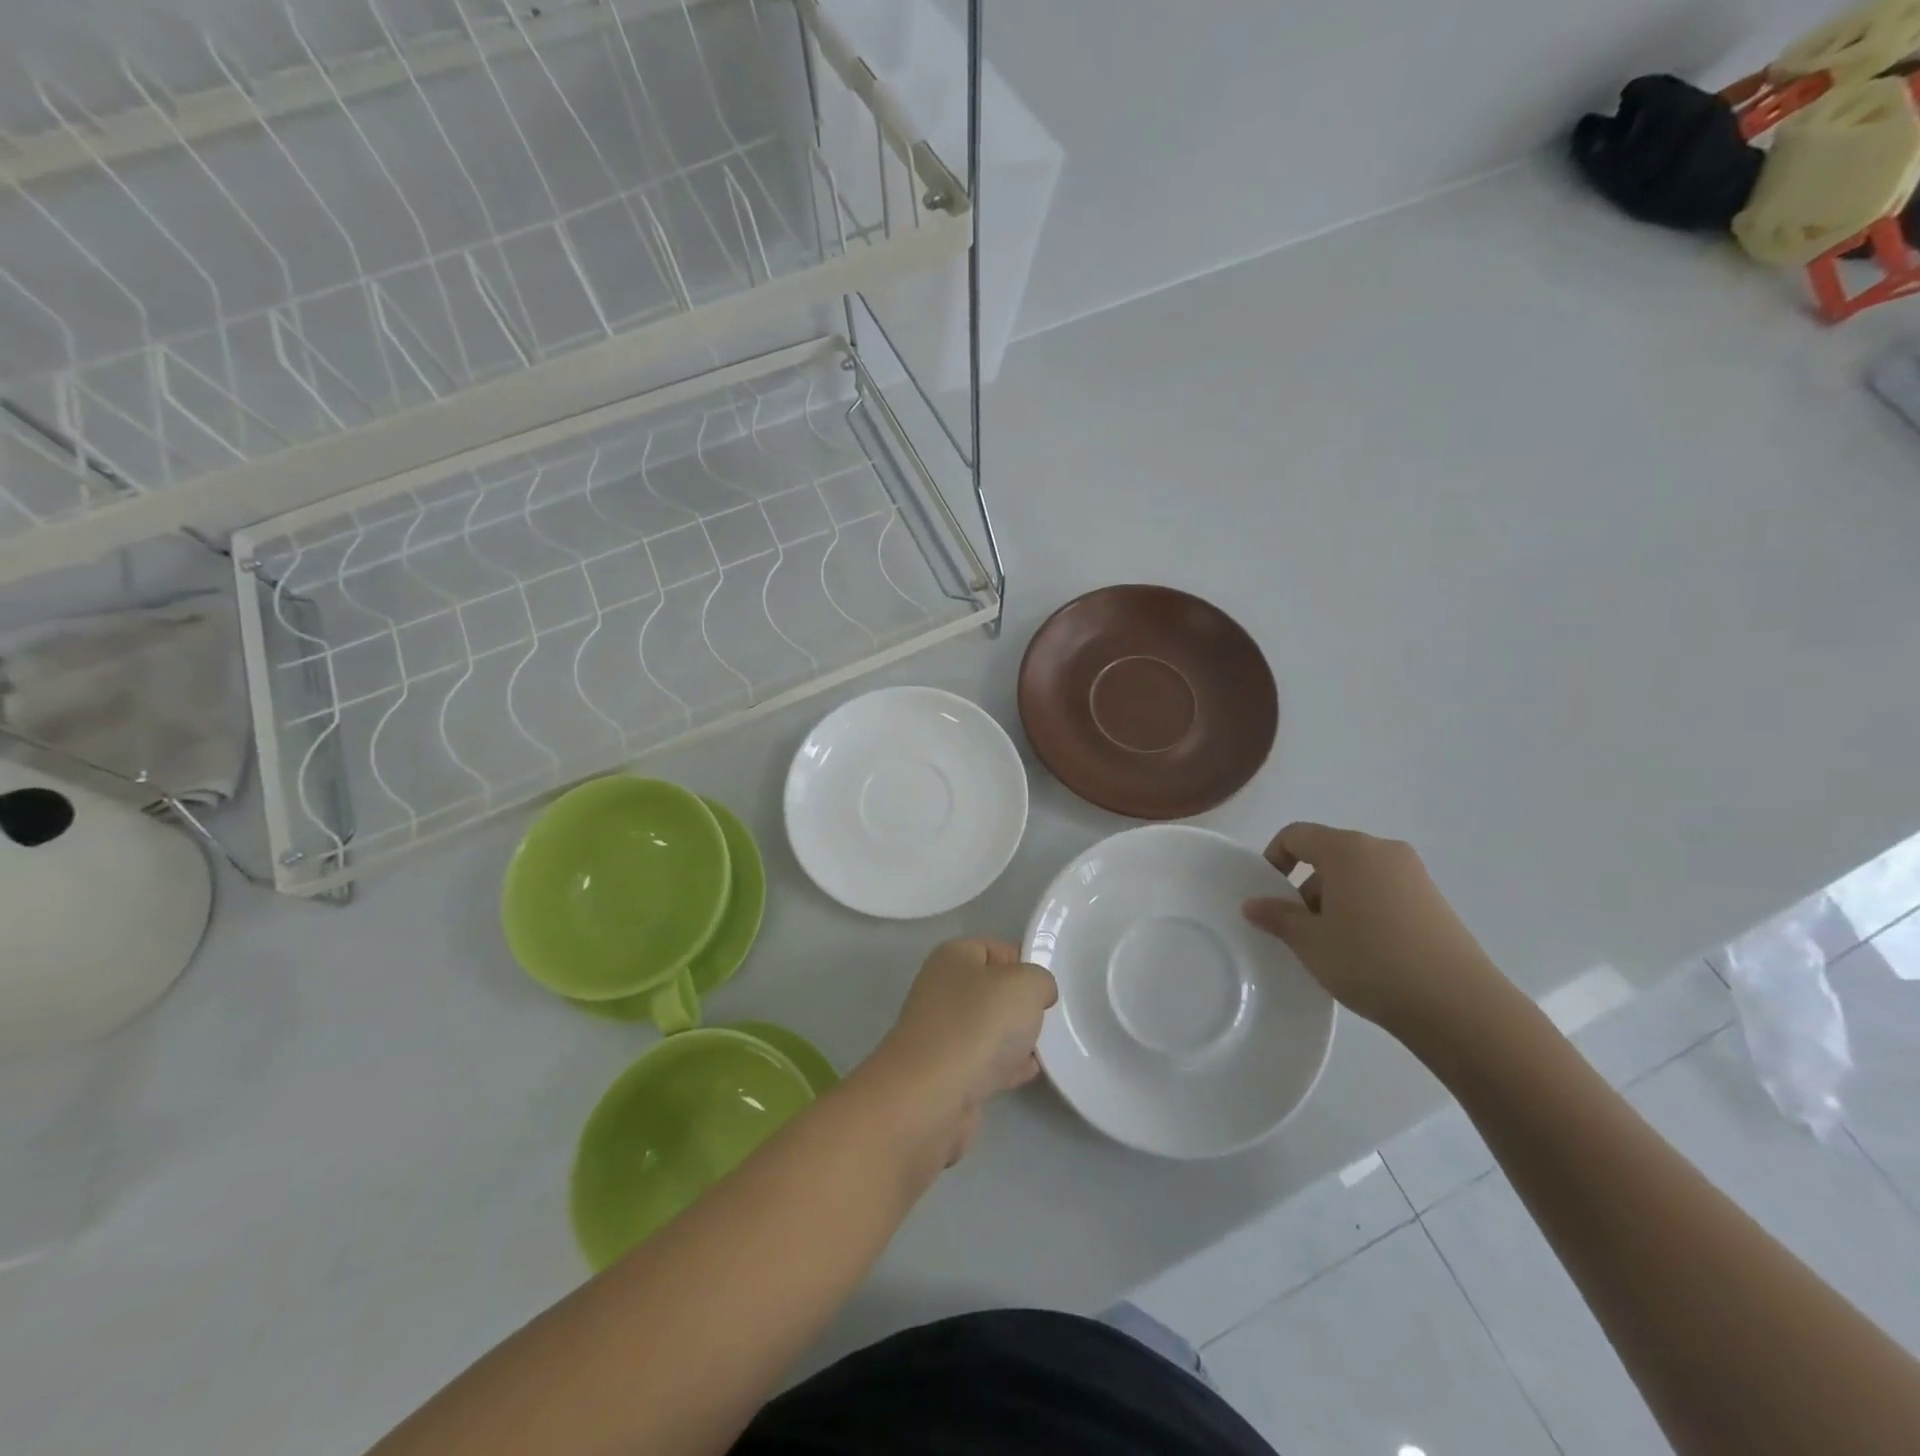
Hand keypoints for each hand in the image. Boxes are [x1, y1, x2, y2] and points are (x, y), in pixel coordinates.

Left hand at [860, 939, 1056, 1166]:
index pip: (998, 949)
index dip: (1027, 963)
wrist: (932, 1095)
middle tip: (1051, 1018)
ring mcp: (942, 1031)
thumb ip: (1041, 980)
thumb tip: (1038, 993)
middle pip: (994, 990)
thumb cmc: (979, 1024)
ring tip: (1047, 1047)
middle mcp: (943, 989)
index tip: (1050, 987)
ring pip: (991, 1027)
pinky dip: (1006, 1065)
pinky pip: (986, 1060)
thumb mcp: (1026, 985)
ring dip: (1016, 1037)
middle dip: (1023, 1004)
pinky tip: (1030, 1072)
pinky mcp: (946, 1071)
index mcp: (954, 957)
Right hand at [1241, 822, 1506, 1033]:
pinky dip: (1364, 912)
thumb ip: (1277, 916)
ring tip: (1334, 948)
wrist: (1459, 1007)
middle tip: (1300, 930)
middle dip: (1306, 887)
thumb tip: (1254, 904)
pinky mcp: (1434, 903)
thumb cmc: (1370, 961)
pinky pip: (1383, 894)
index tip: (1269, 897)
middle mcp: (1383, 851)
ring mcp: (1414, 876)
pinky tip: (1366, 954)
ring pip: (1357, 877)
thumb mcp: (1310, 941)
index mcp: (1349, 849)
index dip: (1274, 859)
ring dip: (1335, 903)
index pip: (1297, 835)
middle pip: (1328, 855)